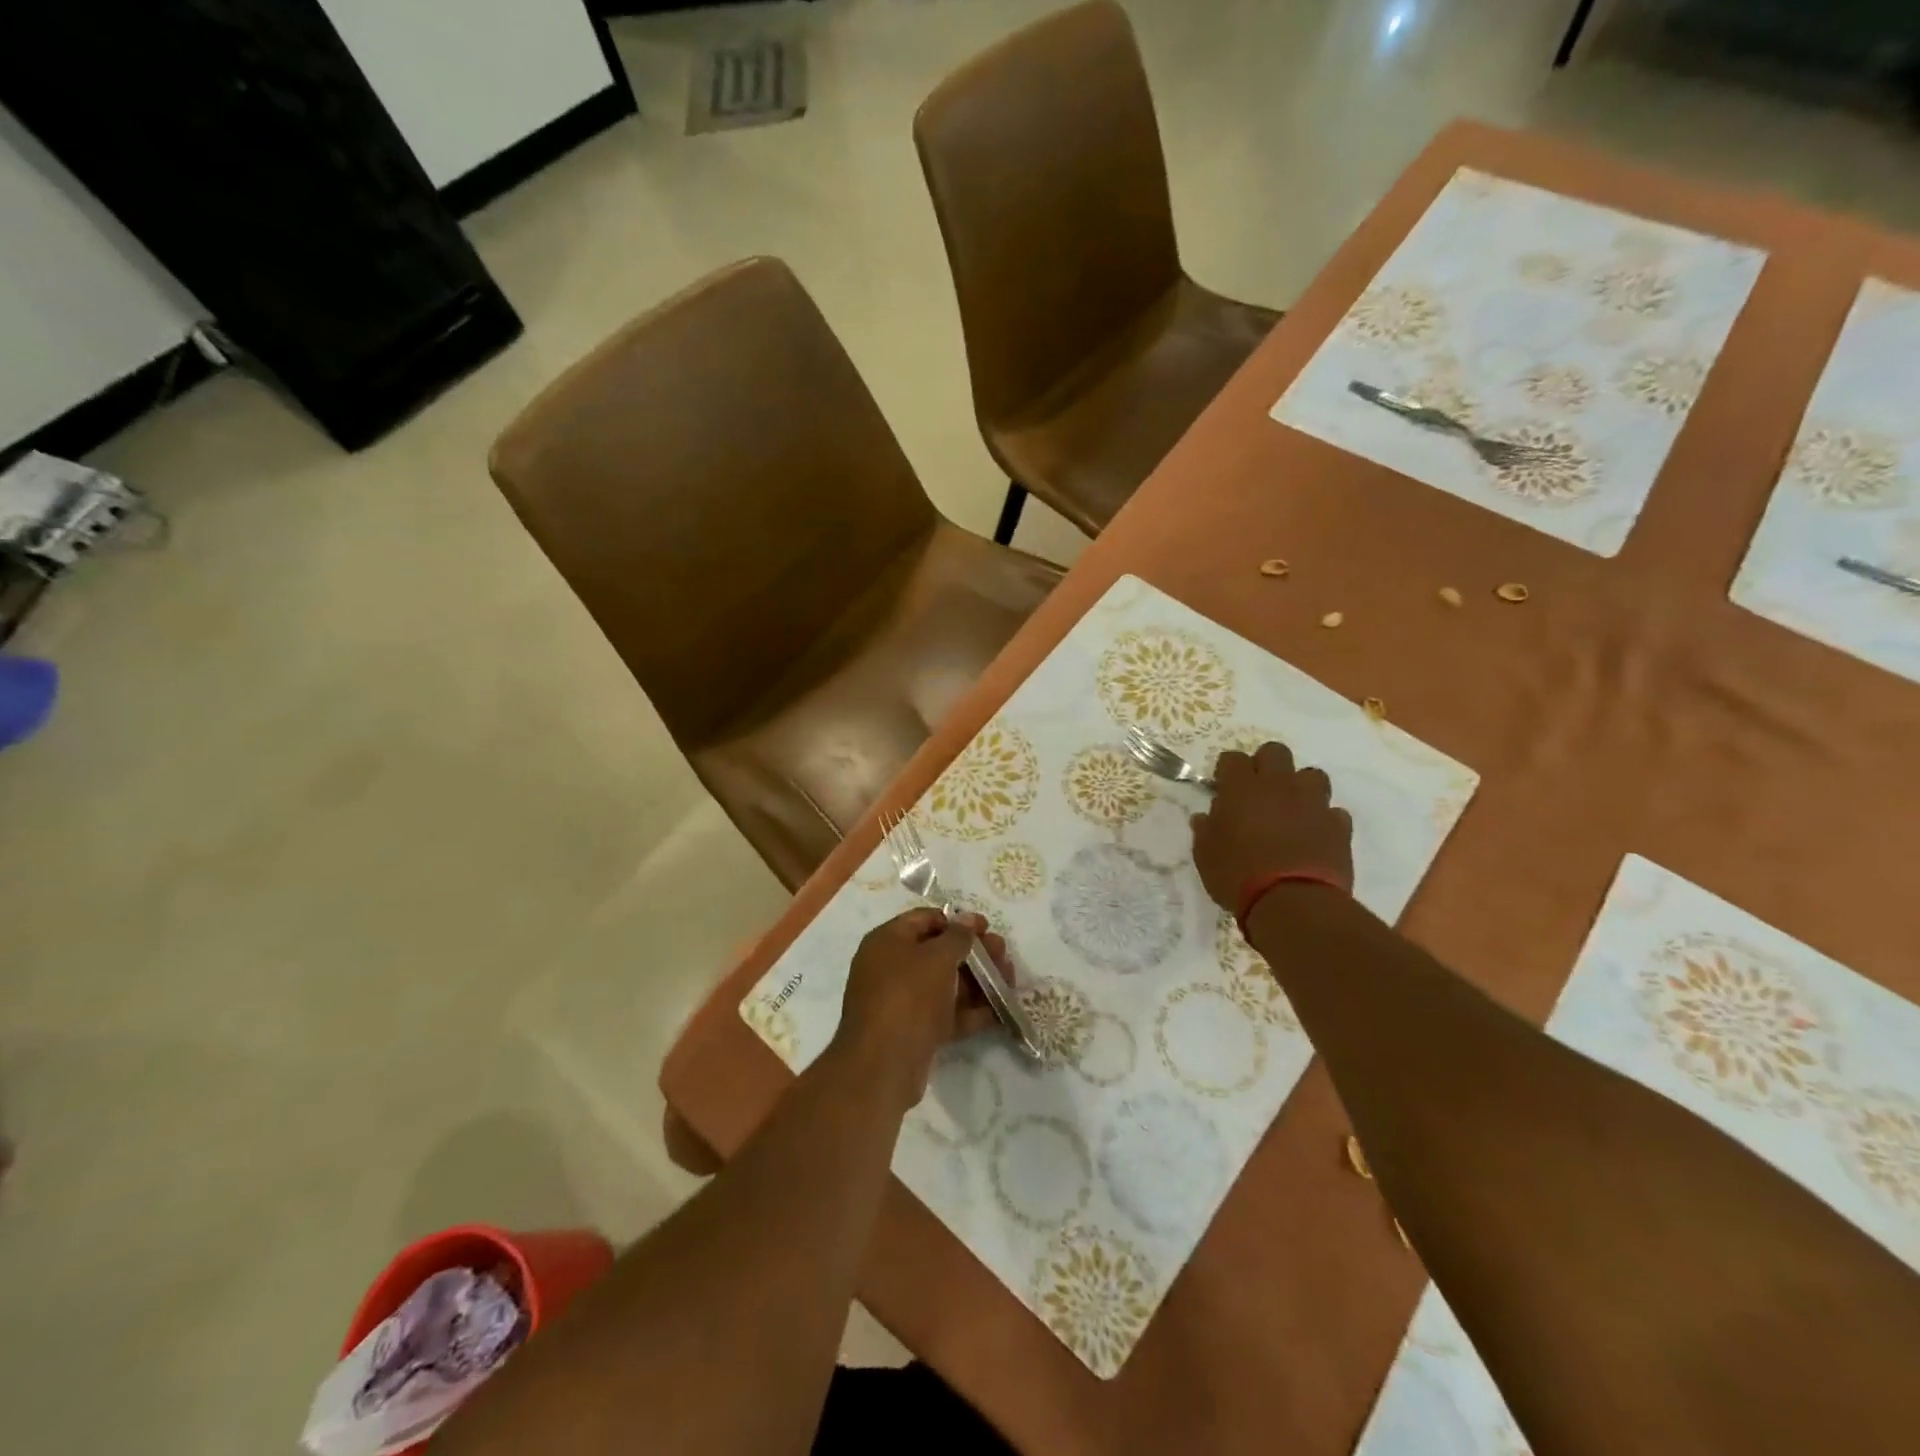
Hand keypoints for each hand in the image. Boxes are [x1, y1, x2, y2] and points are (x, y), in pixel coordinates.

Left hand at [831, 909, 1015, 1108]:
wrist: (883, 1065)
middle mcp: (891, 967)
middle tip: (1004, 956)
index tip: (987, 928)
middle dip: (975, 954)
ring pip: (946, 984)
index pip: (925, 919)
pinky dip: (971, 1011)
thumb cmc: (909, 996)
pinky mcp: (915, 1031)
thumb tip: (969, 918)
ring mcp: (903, 1002)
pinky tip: (1001, 1012)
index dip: (957, 921)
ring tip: (1010, 983)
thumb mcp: (937, 958)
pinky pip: (946, 1013)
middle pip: (939, 952)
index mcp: (888, 941)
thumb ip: (959, 936)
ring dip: (979, 982)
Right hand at [1190, 740, 1353, 913]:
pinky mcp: (1339, 826)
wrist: (1293, 903)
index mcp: (1241, 789)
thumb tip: (1206, 818)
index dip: (1227, 771)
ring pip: (1311, 775)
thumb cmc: (1238, 876)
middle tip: (1257, 792)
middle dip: (1266, 765)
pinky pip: (1333, 811)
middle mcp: (1279, 786)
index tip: (1223, 789)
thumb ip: (1205, 831)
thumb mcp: (1205, 856)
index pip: (1232, 758)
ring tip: (1291, 810)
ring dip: (1300, 787)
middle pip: (1275, 752)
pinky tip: (1314, 835)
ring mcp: (1313, 803)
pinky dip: (1323, 819)